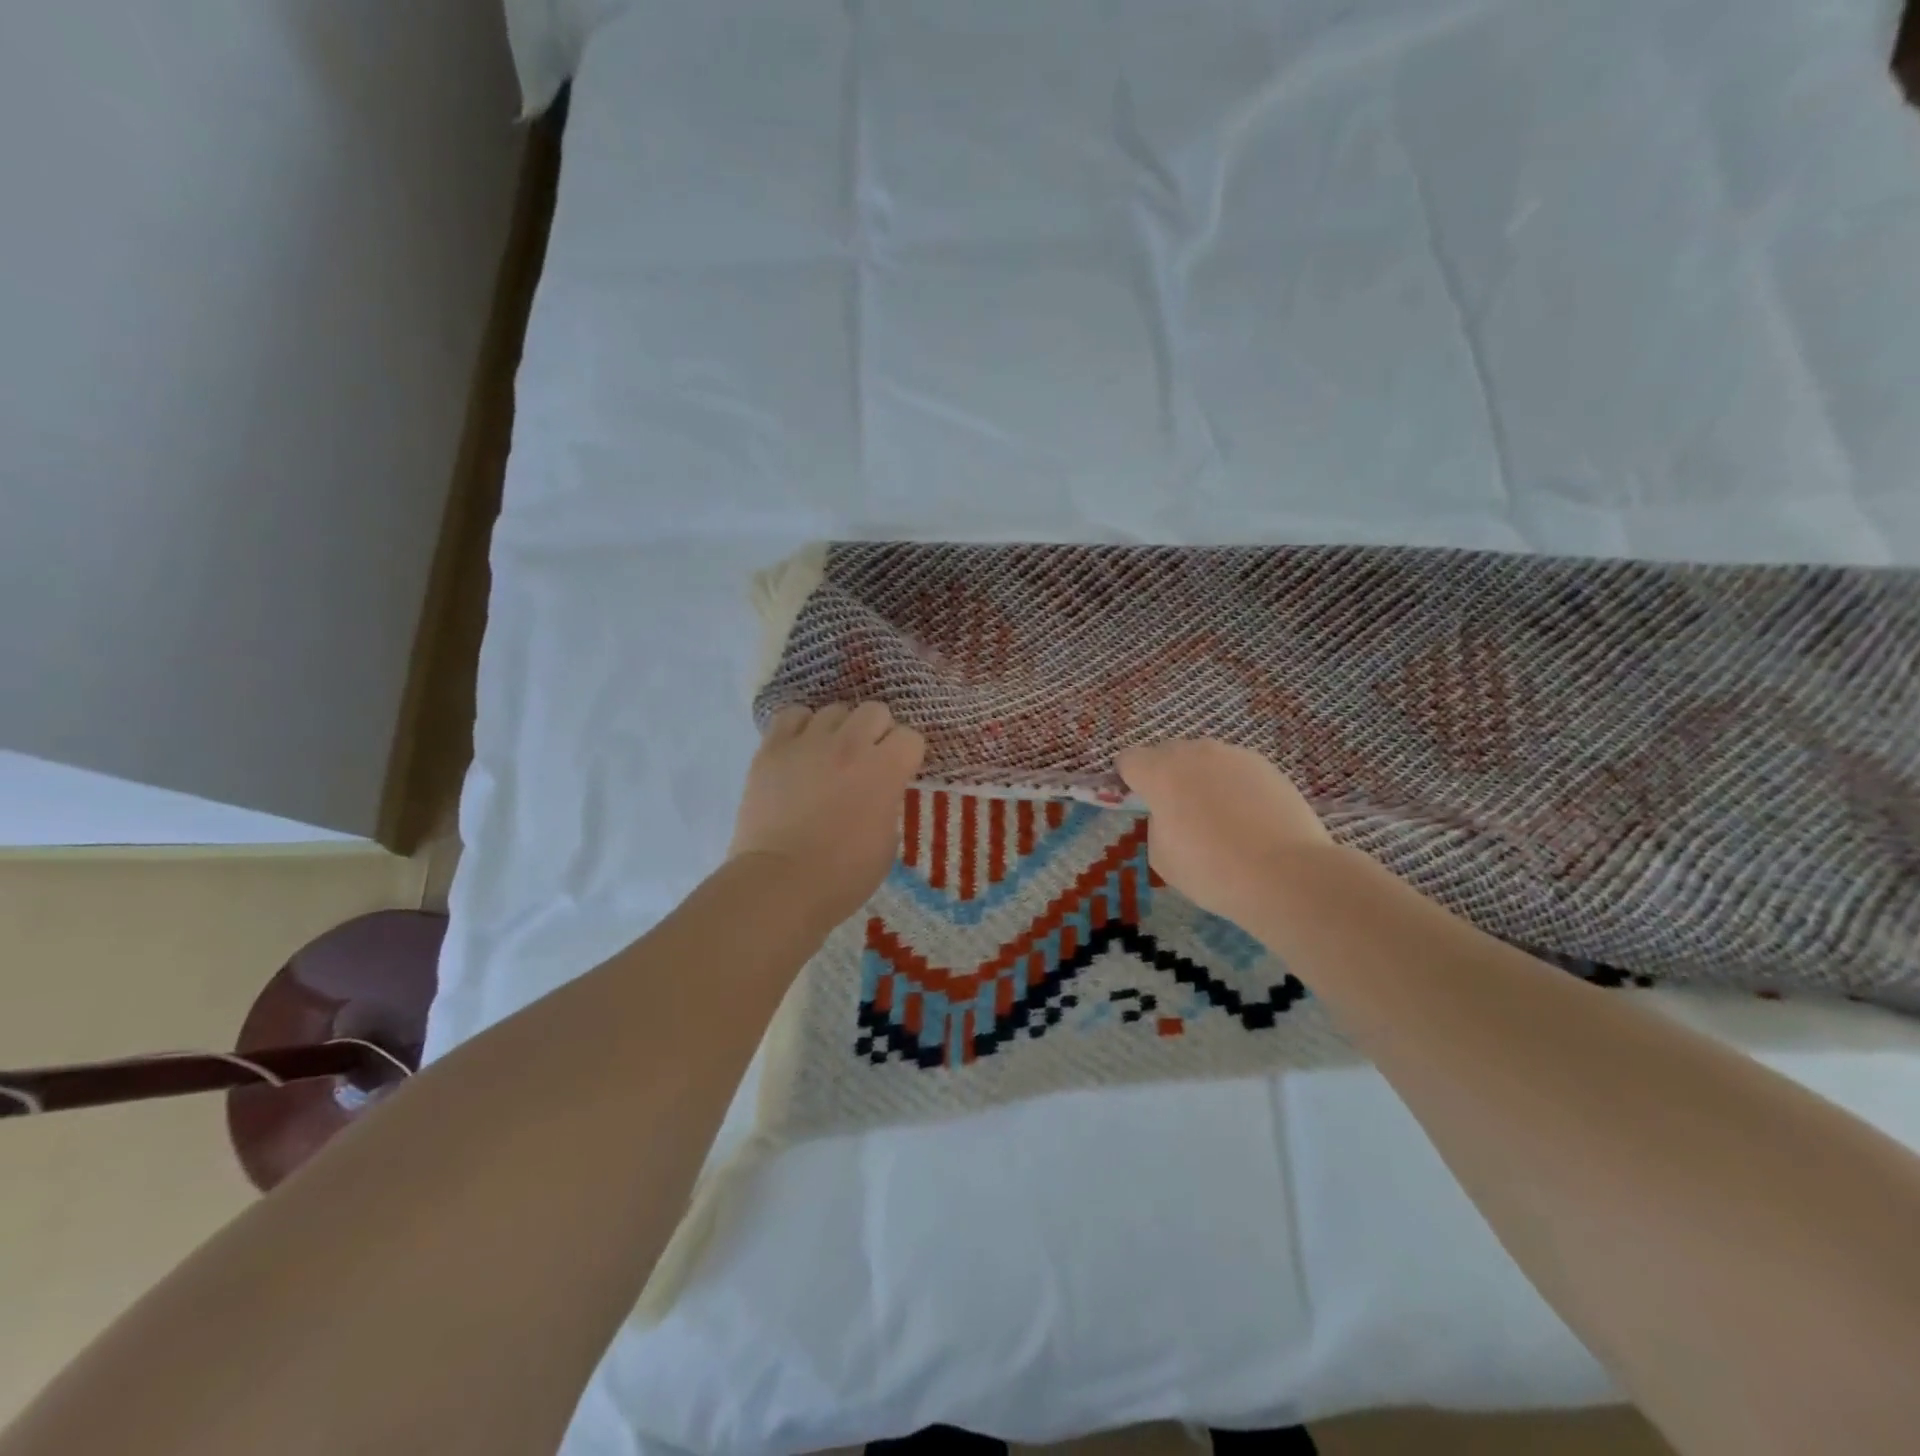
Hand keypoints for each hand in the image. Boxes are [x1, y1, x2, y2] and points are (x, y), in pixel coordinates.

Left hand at [730, 701, 925, 926]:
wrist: (780, 884)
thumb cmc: (843, 875)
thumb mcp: (887, 840)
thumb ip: (887, 801)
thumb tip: (878, 789)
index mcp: (885, 769)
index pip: (910, 737)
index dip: (906, 755)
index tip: (898, 773)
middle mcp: (850, 745)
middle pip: (874, 711)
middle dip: (877, 732)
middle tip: (867, 760)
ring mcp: (807, 743)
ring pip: (834, 710)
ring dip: (839, 730)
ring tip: (829, 755)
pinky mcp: (772, 749)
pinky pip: (792, 715)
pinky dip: (801, 727)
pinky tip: (801, 748)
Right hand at [1115, 739, 1331, 924]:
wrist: (1287, 874)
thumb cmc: (1212, 870)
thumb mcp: (1162, 857)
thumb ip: (1157, 824)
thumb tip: (1172, 814)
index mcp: (1159, 772)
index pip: (1128, 760)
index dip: (1128, 781)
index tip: (1139, 805)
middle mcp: (1194, 752)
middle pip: (1166, 754)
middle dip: (1165, 776)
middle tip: (1178, 814)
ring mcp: (1233, 755)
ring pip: (1204, 760)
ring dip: (1201, 779)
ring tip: (1218, 818)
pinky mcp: (1266, 765)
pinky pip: (1235, 770)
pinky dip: (1233, 787)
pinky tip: (1248, 819)